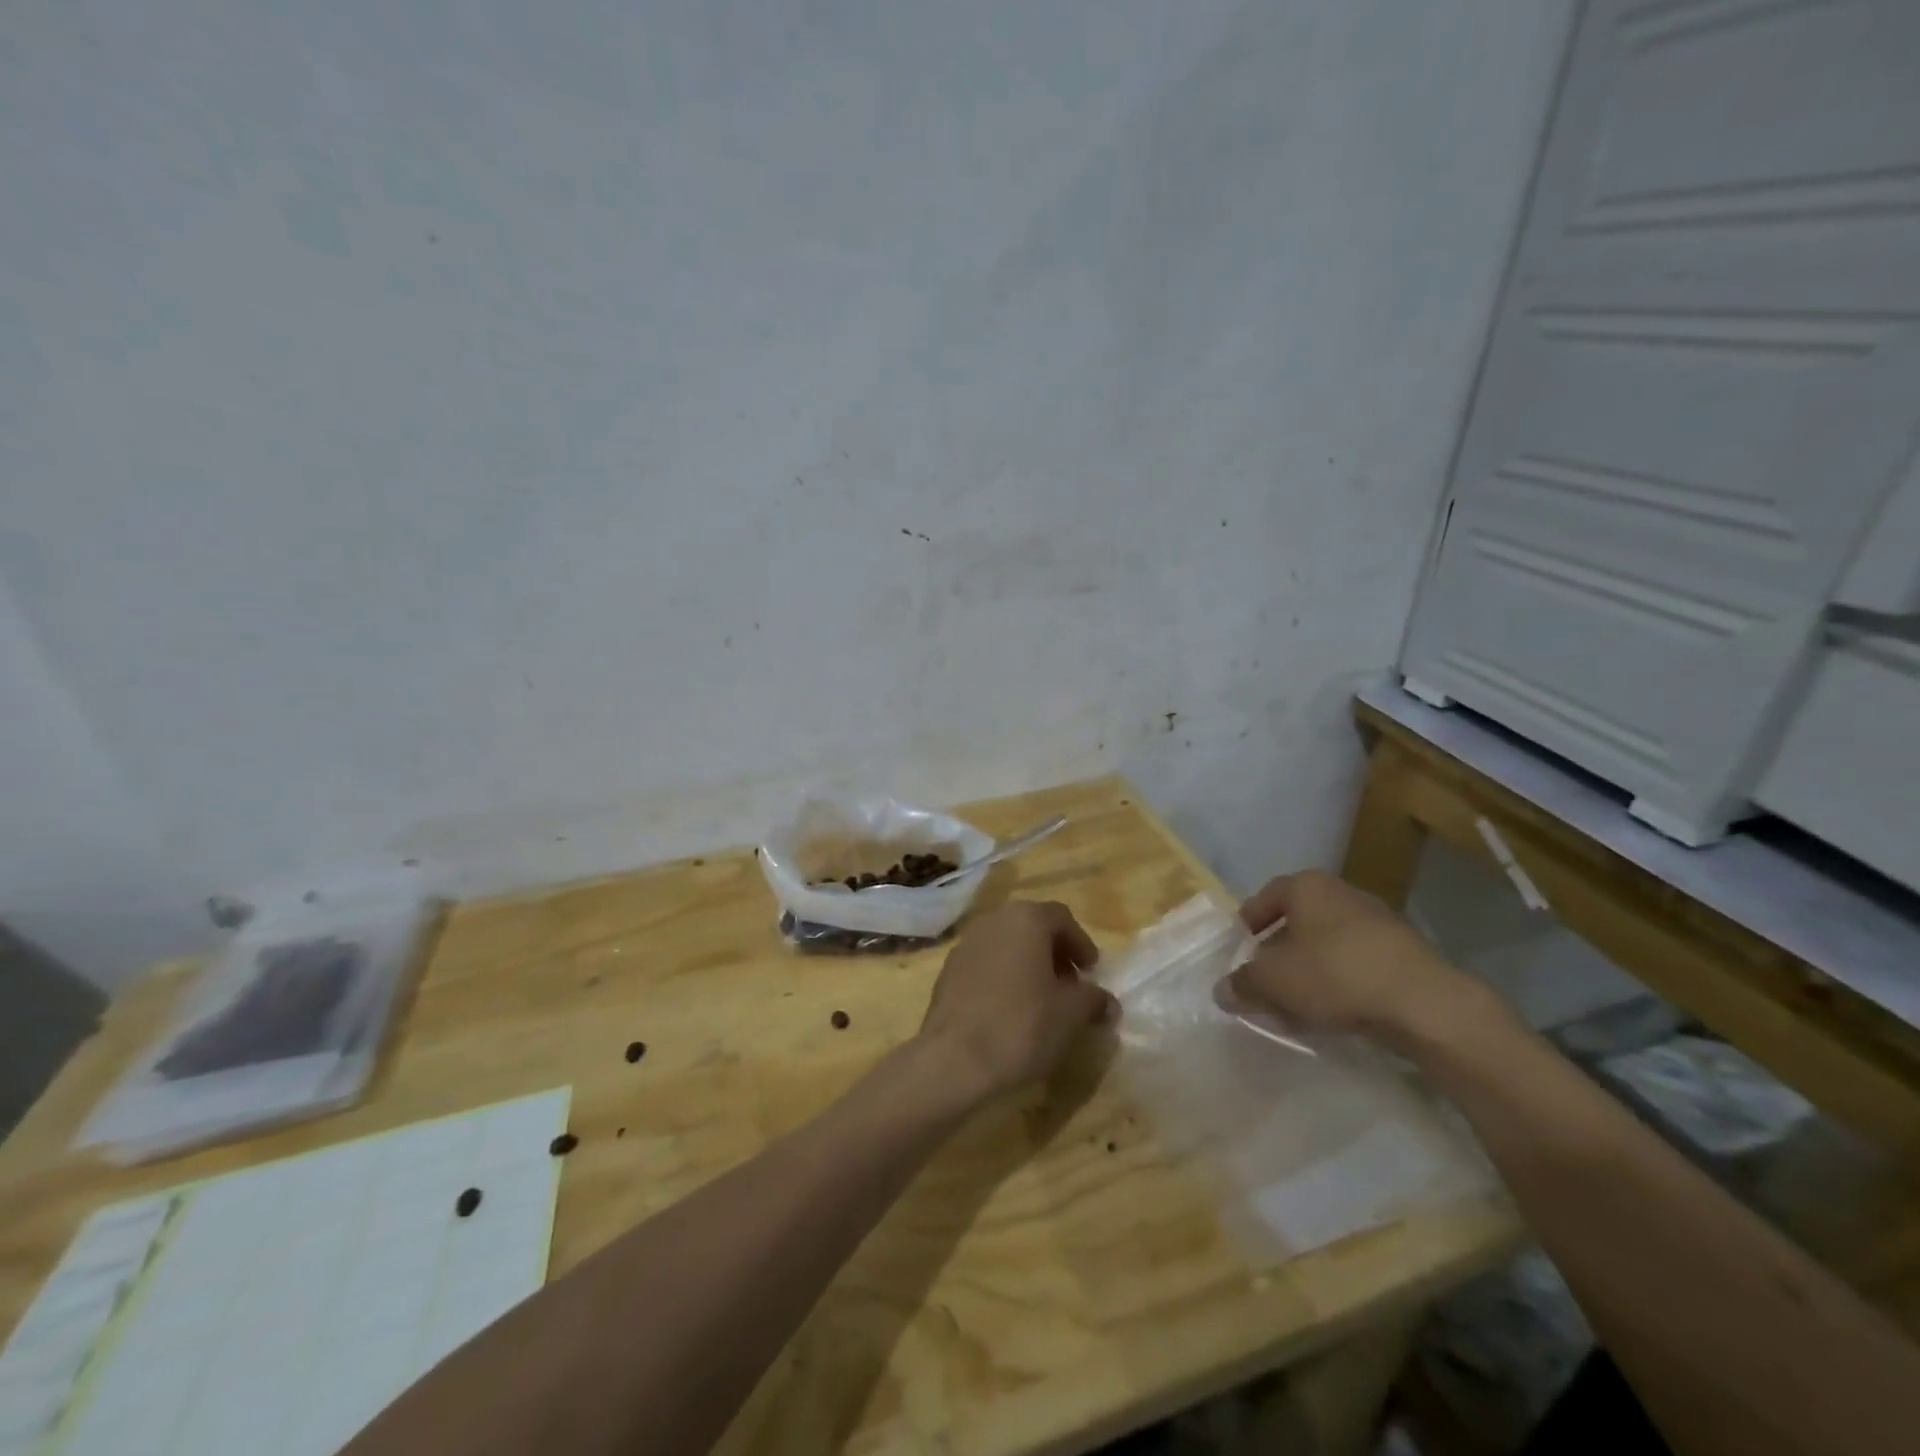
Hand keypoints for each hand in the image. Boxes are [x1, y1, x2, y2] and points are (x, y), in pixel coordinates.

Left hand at [918, 901, 1114, 1098]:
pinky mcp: (948, 971)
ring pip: (1006, 945)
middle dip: (1054, 953)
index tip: (1092, 972)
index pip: (1062, 918)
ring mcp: (966, 944)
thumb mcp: (1071, 1015)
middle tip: (1070, 986)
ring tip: (1041, 1001)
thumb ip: (1093, 1000)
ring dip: (1028, 965)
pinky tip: (1009, 1011)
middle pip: (1032, 927)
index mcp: (1025, 919)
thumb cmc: (1022, 1026)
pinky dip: (1003, 977)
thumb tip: (1107, 1001)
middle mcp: (993, 921)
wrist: (954, 1058)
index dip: (1081, 944)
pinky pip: (985, 964)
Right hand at [1217, 871, 1500, 1051]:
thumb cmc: (1334, 974)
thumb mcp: (1272, 982)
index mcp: (1307, 886)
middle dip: (1278, 950)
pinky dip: (1339, 981)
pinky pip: (1357, 963)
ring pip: (1328, 943)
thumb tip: (1222, 991)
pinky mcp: (1405, 953)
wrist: (1424, 1003)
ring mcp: (1378, 921)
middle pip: (1298, 920)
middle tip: (1264, 979)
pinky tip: (1333, 1012)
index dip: (1248, 922)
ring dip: (1309, 969)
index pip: (1266, 897)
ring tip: (1296, 1004)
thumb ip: (1242, 984)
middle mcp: (1342, 893)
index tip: (1239, 947)